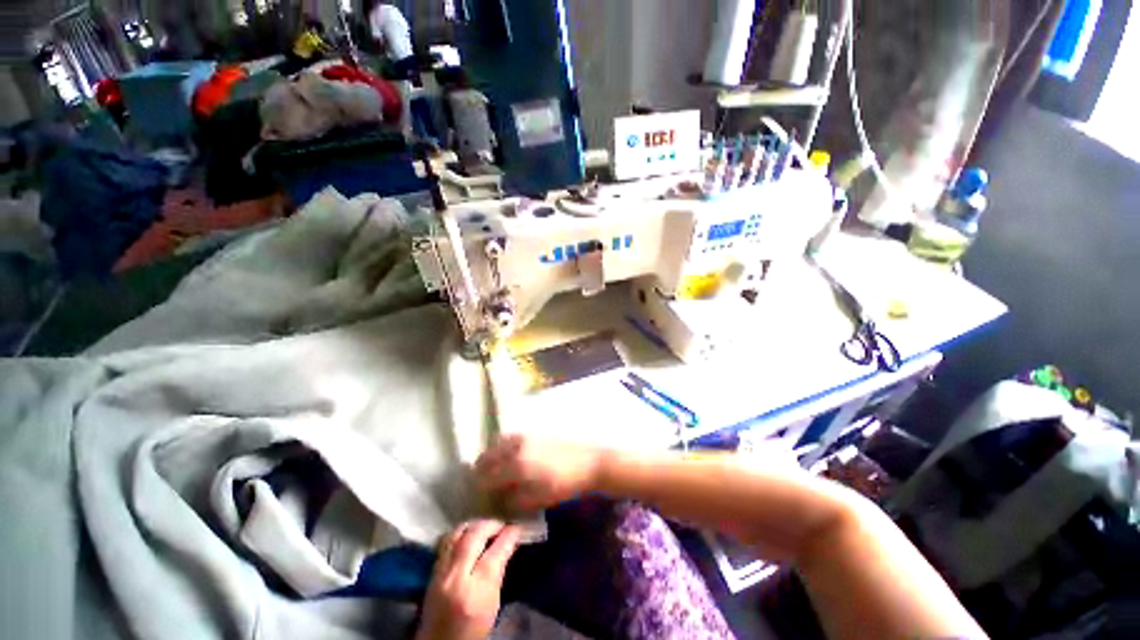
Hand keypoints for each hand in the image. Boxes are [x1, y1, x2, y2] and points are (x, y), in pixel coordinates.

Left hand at [416, 520, 521, 639]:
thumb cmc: (473, 632)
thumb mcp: (493, 605)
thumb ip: (498, 573)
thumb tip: (507, 545)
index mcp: (477, 590)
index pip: (497, 550)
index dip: (510, 534)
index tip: (517, 528)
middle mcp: (456, 577)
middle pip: (474, 535)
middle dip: (491, 524)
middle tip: (502, 525)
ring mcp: (440, 573)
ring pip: (457, 534)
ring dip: (474, 525)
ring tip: (485, 526)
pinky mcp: (430, 574)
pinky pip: (445, 542)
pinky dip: (459, 533)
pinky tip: (467, 535)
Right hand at [475, 434, 606, 510]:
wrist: (587, 462)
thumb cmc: (563, 484)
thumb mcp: (537, 500)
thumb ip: (513, 500)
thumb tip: (498, 499)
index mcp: (515, 465)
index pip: (484, 476)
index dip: (479, 488)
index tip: (481, 497)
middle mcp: (515, 447)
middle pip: (486, 456)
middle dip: (481, 471)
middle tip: (486, 484)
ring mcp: (523, 437)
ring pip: (496, 444)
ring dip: (491, 457)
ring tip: (497, 471)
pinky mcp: (532, 433)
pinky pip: (508, 438)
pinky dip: (502, 448)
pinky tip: (511, 459)